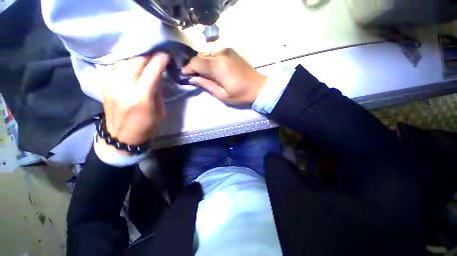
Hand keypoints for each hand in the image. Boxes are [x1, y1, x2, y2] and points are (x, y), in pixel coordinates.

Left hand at [99, 53, 168, 152]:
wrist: (121, 136)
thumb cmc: (147, 127)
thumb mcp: (160, 112)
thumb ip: (158, 93)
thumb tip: (157, 78)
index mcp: (141, 99)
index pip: (151, 72)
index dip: (160, 60)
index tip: (166, 54)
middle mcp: (124, 89)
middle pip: (135, 63)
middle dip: (148, 55)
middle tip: (157, 54)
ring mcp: (112, 86)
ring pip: (123, 62)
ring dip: (137, 57)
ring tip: (146, 57)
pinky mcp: (105, 87)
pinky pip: (116, 68)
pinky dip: (126, 62)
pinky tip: (133, 63)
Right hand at [182, 48, 267, 104]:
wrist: (259, 87)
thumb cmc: (240, 94)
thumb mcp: (222, 94)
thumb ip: (206, 85)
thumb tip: (192, 78)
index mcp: (218, 66)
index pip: (196, 62)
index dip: (188, 68)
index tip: (184, 74)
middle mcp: (221, 54)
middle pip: (201, 56)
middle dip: (194, 65)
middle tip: (193, 75)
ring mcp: (227, 50)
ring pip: (208, 54)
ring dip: (203, 63)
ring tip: (203, 73)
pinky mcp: (231, 51)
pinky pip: (216, 54)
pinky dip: (210, 60)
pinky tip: (213, 69)